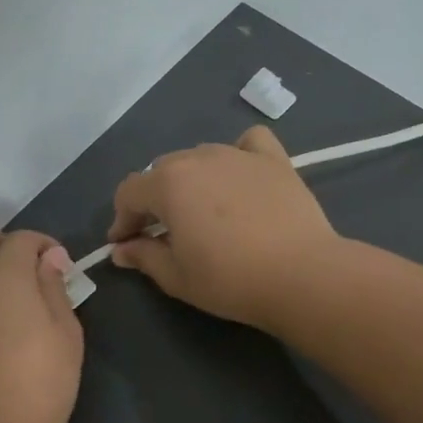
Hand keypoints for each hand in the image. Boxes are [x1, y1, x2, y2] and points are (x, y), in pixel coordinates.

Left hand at [0, 227, 83, 422]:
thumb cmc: (40, 385)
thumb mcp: (65, 334)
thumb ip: (54, 288)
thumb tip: (49, 258)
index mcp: (5, 275)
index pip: (21, 239)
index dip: (42, 244)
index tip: (58, 264)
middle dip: (5, 243)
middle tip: (28, 271)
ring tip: (0, 290)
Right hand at [107, 125, 340, 329]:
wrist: (302, 275)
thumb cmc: (230, 279)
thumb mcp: (176, 276)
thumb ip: (143, 257)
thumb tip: (121, 250)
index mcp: (168, 184)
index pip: (129, 192)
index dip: (122, 219)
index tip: (125, 244)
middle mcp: (198, 158)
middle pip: (161, 171)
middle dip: (153, 200)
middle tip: (161, 233)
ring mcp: (238, 154)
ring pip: (200, 157)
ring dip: (190, 180)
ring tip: (201, 210)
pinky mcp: (274, 160)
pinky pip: (248, 143)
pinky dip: (238, 154)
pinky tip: (240, 175)